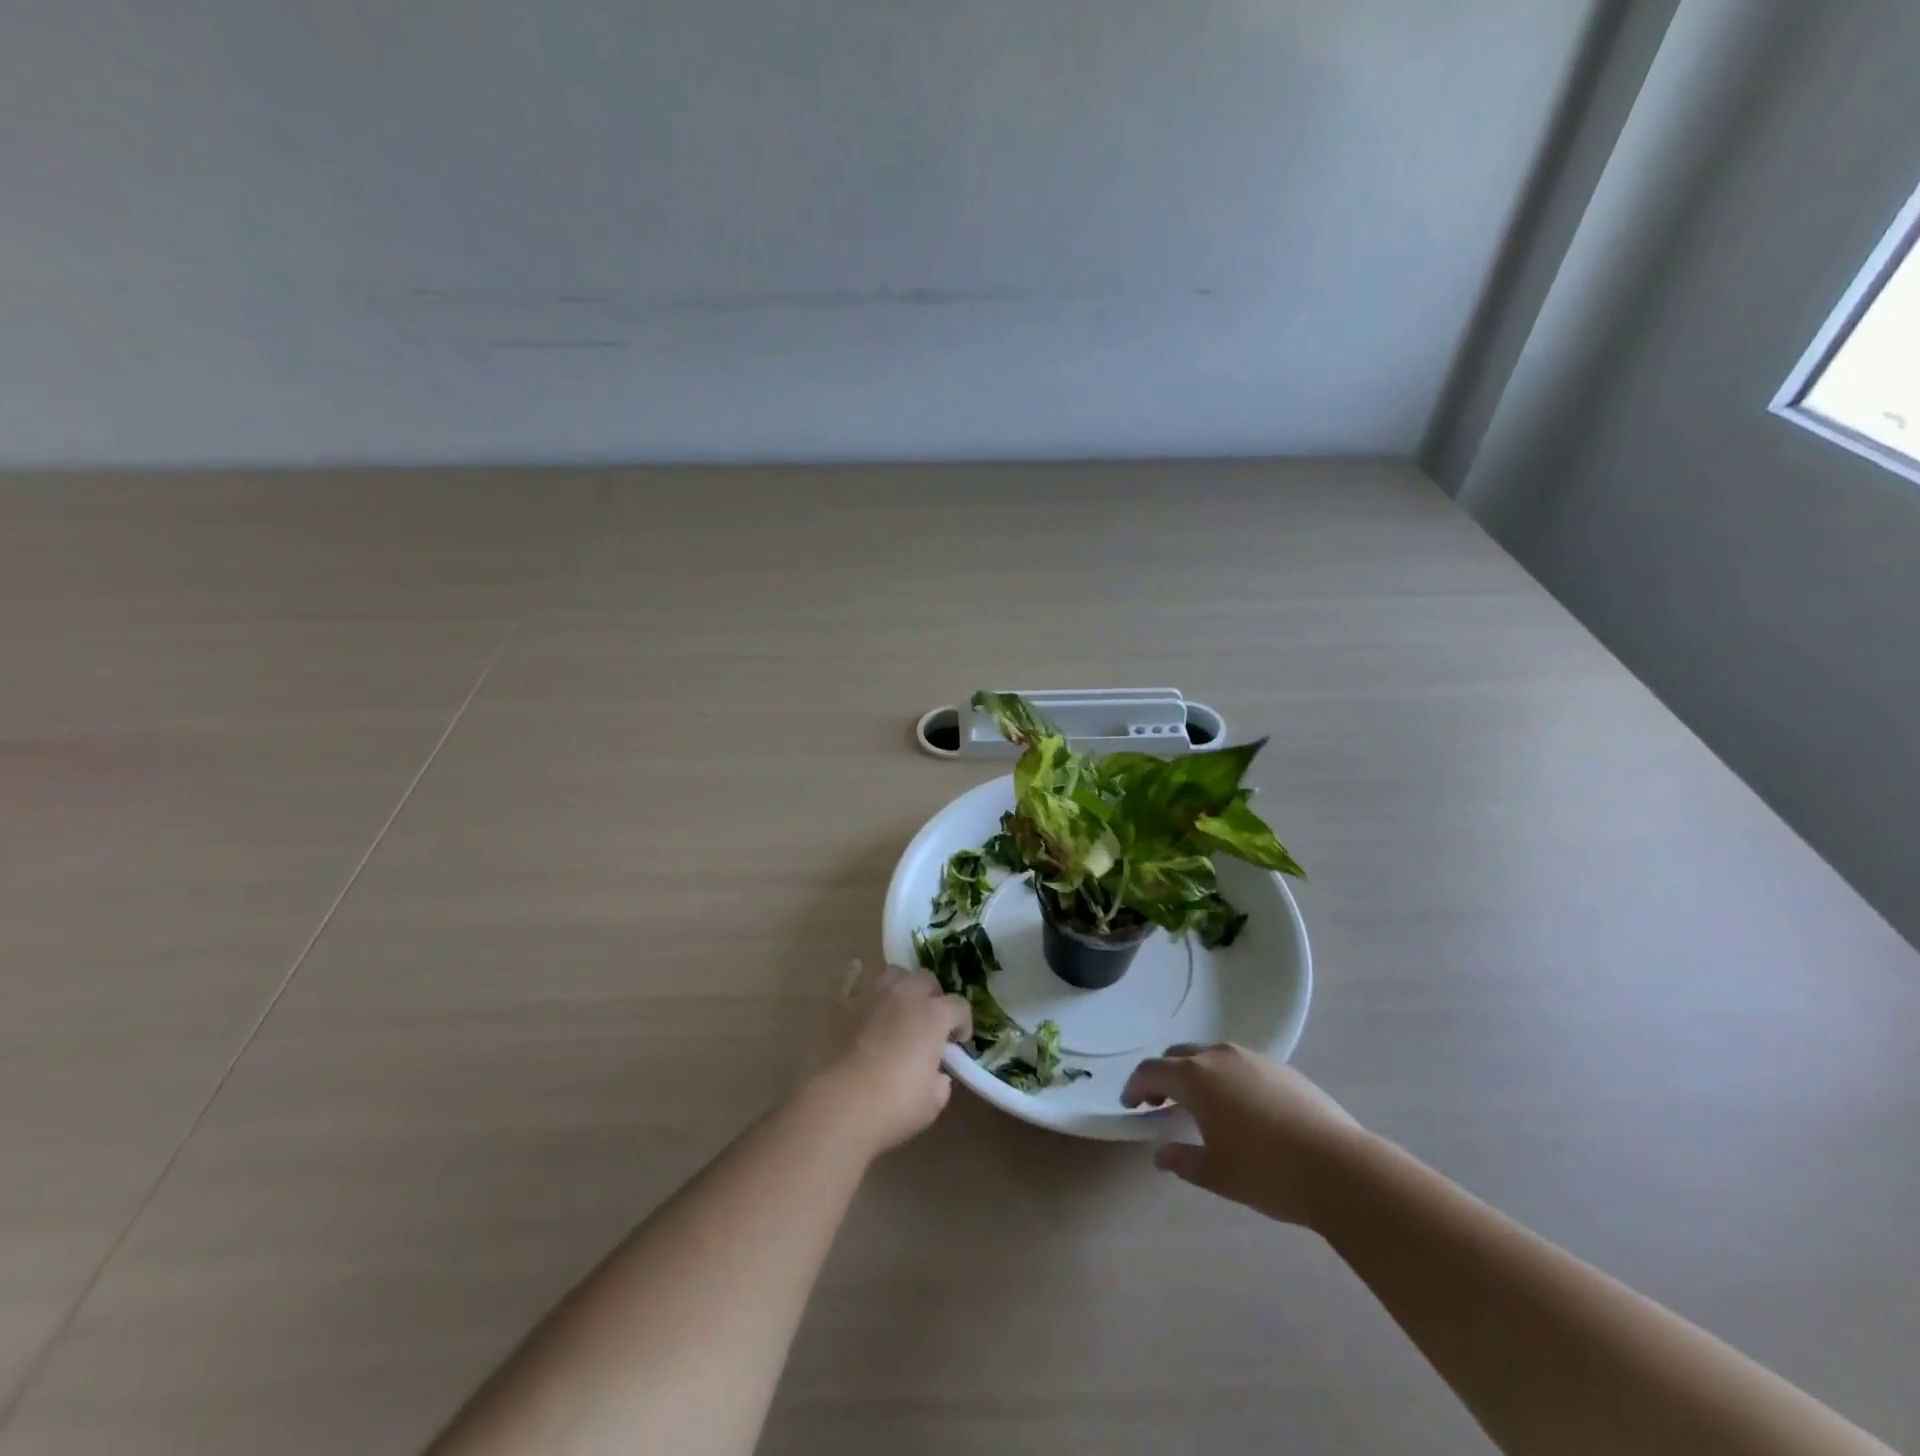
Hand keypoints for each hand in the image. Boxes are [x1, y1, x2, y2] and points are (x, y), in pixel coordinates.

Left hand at [811, 962, 970, 1156]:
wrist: (840, 1105)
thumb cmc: (894, 1106)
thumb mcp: (932, 1103)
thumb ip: (940, 1081)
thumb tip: (937, 1074)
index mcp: (933, 1016)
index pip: (959, 1006)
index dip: (963, 1022)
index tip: (958, 1042)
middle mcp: (905, 995)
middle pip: (927, 979)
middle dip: (933, 996)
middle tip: (929, 1021)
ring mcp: (871, 995)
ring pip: (892, 972)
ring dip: (901, 984)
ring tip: (898, 1003)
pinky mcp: (841, 1004)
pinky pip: (850, 979)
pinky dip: (856, 975)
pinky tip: (857, 972)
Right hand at [1122, 1043, 1364, 1226]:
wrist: (1340, 1167)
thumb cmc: (1267, 1172)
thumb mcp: (1216, 1174)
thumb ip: (1182, 1160)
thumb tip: (1160, 1154)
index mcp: (1196, 1077)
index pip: (1151, 1071)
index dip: (1135, 1087)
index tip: (1130, 1106)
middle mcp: (1219, 1055)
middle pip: (1178, 1056)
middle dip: (1164, 1076)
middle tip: (1160, 1104)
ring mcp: (1252, 1057)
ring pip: (1210, 1056)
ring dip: (1195, 1074)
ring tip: (1199, 1106)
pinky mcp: (1280, 1066)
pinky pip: (1238, 1063)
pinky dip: (1224, 1078)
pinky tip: (1238, 1108)